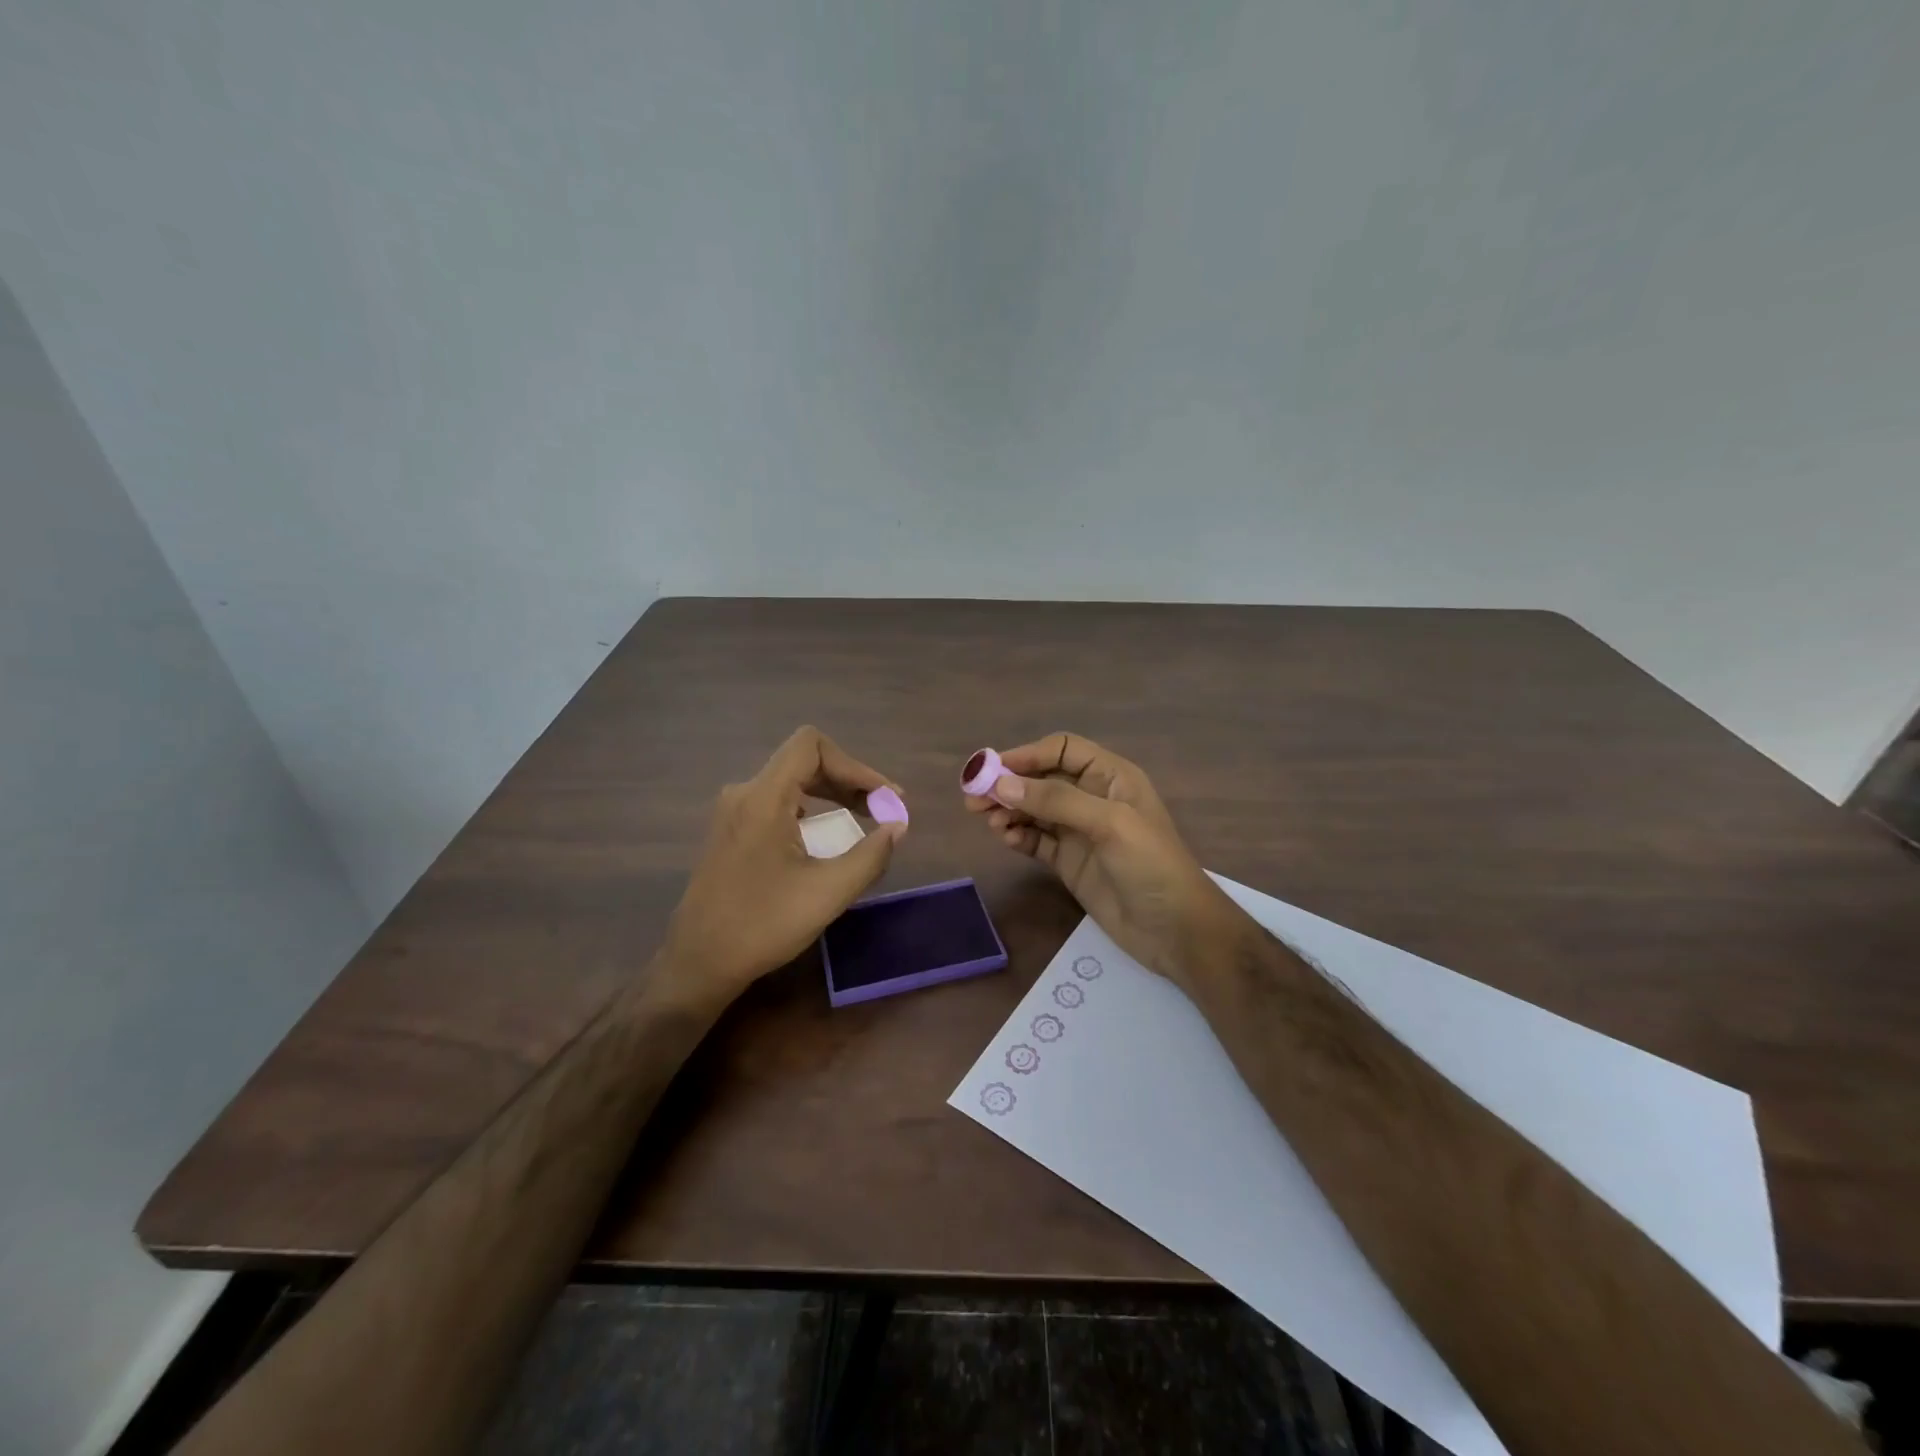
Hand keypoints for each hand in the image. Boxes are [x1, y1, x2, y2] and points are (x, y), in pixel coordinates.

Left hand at [660, 726, 902, 1004]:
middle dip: (850, 781)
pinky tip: (827, 838)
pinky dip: (812, 811)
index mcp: (763, 798)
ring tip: (863, 821)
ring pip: (792, 782)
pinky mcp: (732, 832)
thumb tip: (897, 826)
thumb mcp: (828, 892)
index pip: (811, 746)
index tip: (884, 799)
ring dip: (832, 795)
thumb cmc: (763, 926)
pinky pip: (778, 803)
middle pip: (804, 762)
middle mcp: (744, 794)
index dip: (855, 765)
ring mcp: (734, 813)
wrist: (698, 963)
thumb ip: (871, 855)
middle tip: (884, 810)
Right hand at [964, 732, 1240, 989]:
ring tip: (987, 822)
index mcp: (1110, 777)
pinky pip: (1035, 840)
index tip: (991, 770)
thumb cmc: (1151, 866)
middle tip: (973, 799)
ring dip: (1008, 810)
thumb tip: (1002, 784)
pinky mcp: (1069, 862)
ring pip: (1033, 810)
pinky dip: (1017, 836)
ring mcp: (1079, 832)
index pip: (1061, 750)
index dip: (1026, 755)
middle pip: (1041, 779)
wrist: (1176, 931)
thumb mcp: (1108, 824)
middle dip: (1008, 784)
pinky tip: (1005, 839)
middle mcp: (1092, 798)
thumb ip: (1055, 801)